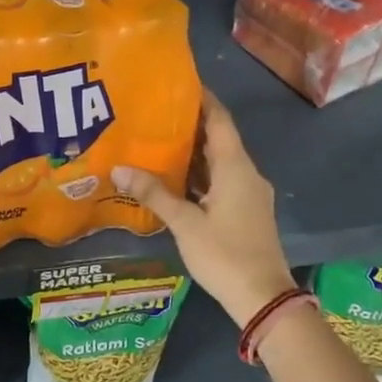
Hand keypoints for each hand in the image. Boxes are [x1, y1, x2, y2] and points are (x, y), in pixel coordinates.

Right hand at [112, 93, 295, 326]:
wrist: (263, 298)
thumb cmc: (224, 254)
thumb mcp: (185, 224)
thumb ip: (154, 194)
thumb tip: (119, 169)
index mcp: (236, 168)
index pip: (220, 120)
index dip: (203, 99)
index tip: (179, 83)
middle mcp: (246, 174)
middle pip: (219, 139)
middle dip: (191, 125)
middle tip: (155, 113)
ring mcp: (249, 194)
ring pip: (220, 163)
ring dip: (194, 152)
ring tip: (158, 140)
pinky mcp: (246, 212)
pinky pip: (221, 182)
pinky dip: (200, 175)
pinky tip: (174, 179)